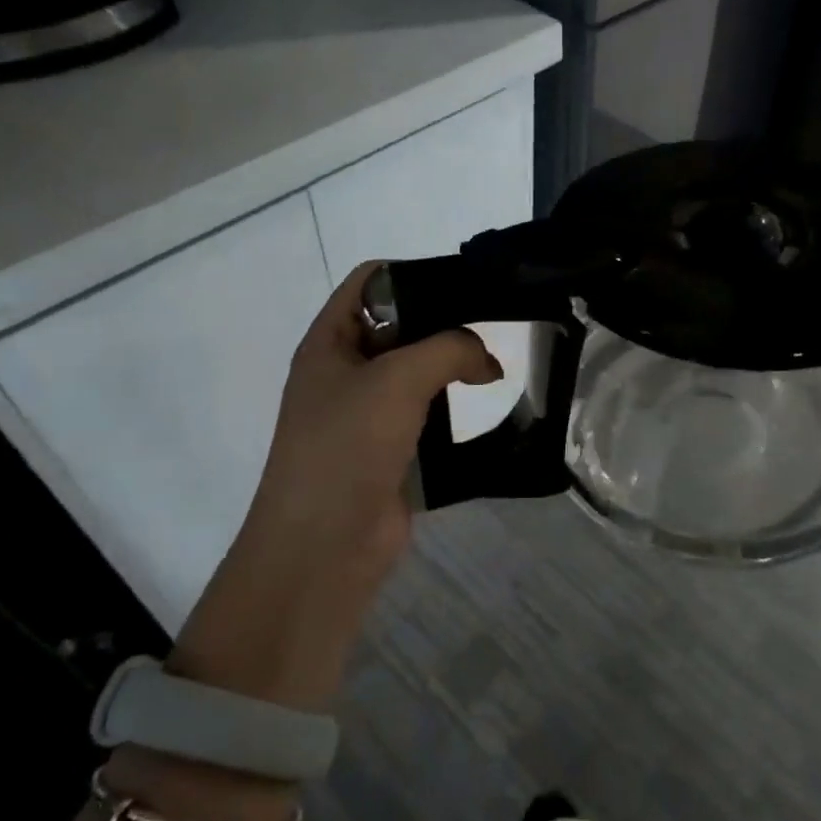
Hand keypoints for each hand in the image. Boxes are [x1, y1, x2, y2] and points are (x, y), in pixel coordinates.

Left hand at [169, 262, 500, 708]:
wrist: (324, 546)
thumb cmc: (347, 447)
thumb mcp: (398, 379)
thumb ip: (450, 349)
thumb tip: (488, 362)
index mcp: (330, 342)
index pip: (371, 282)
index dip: (415, 274)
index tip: (466, 284)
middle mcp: (346, 371)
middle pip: (400, 326)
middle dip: (444, 322)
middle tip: (495, 325)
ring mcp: (368, 413)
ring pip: (417, 372)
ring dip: (453, 367)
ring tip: (496, 366)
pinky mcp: (393, 450)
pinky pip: (428, 414)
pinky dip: (455, 406)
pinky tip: (488, 404)